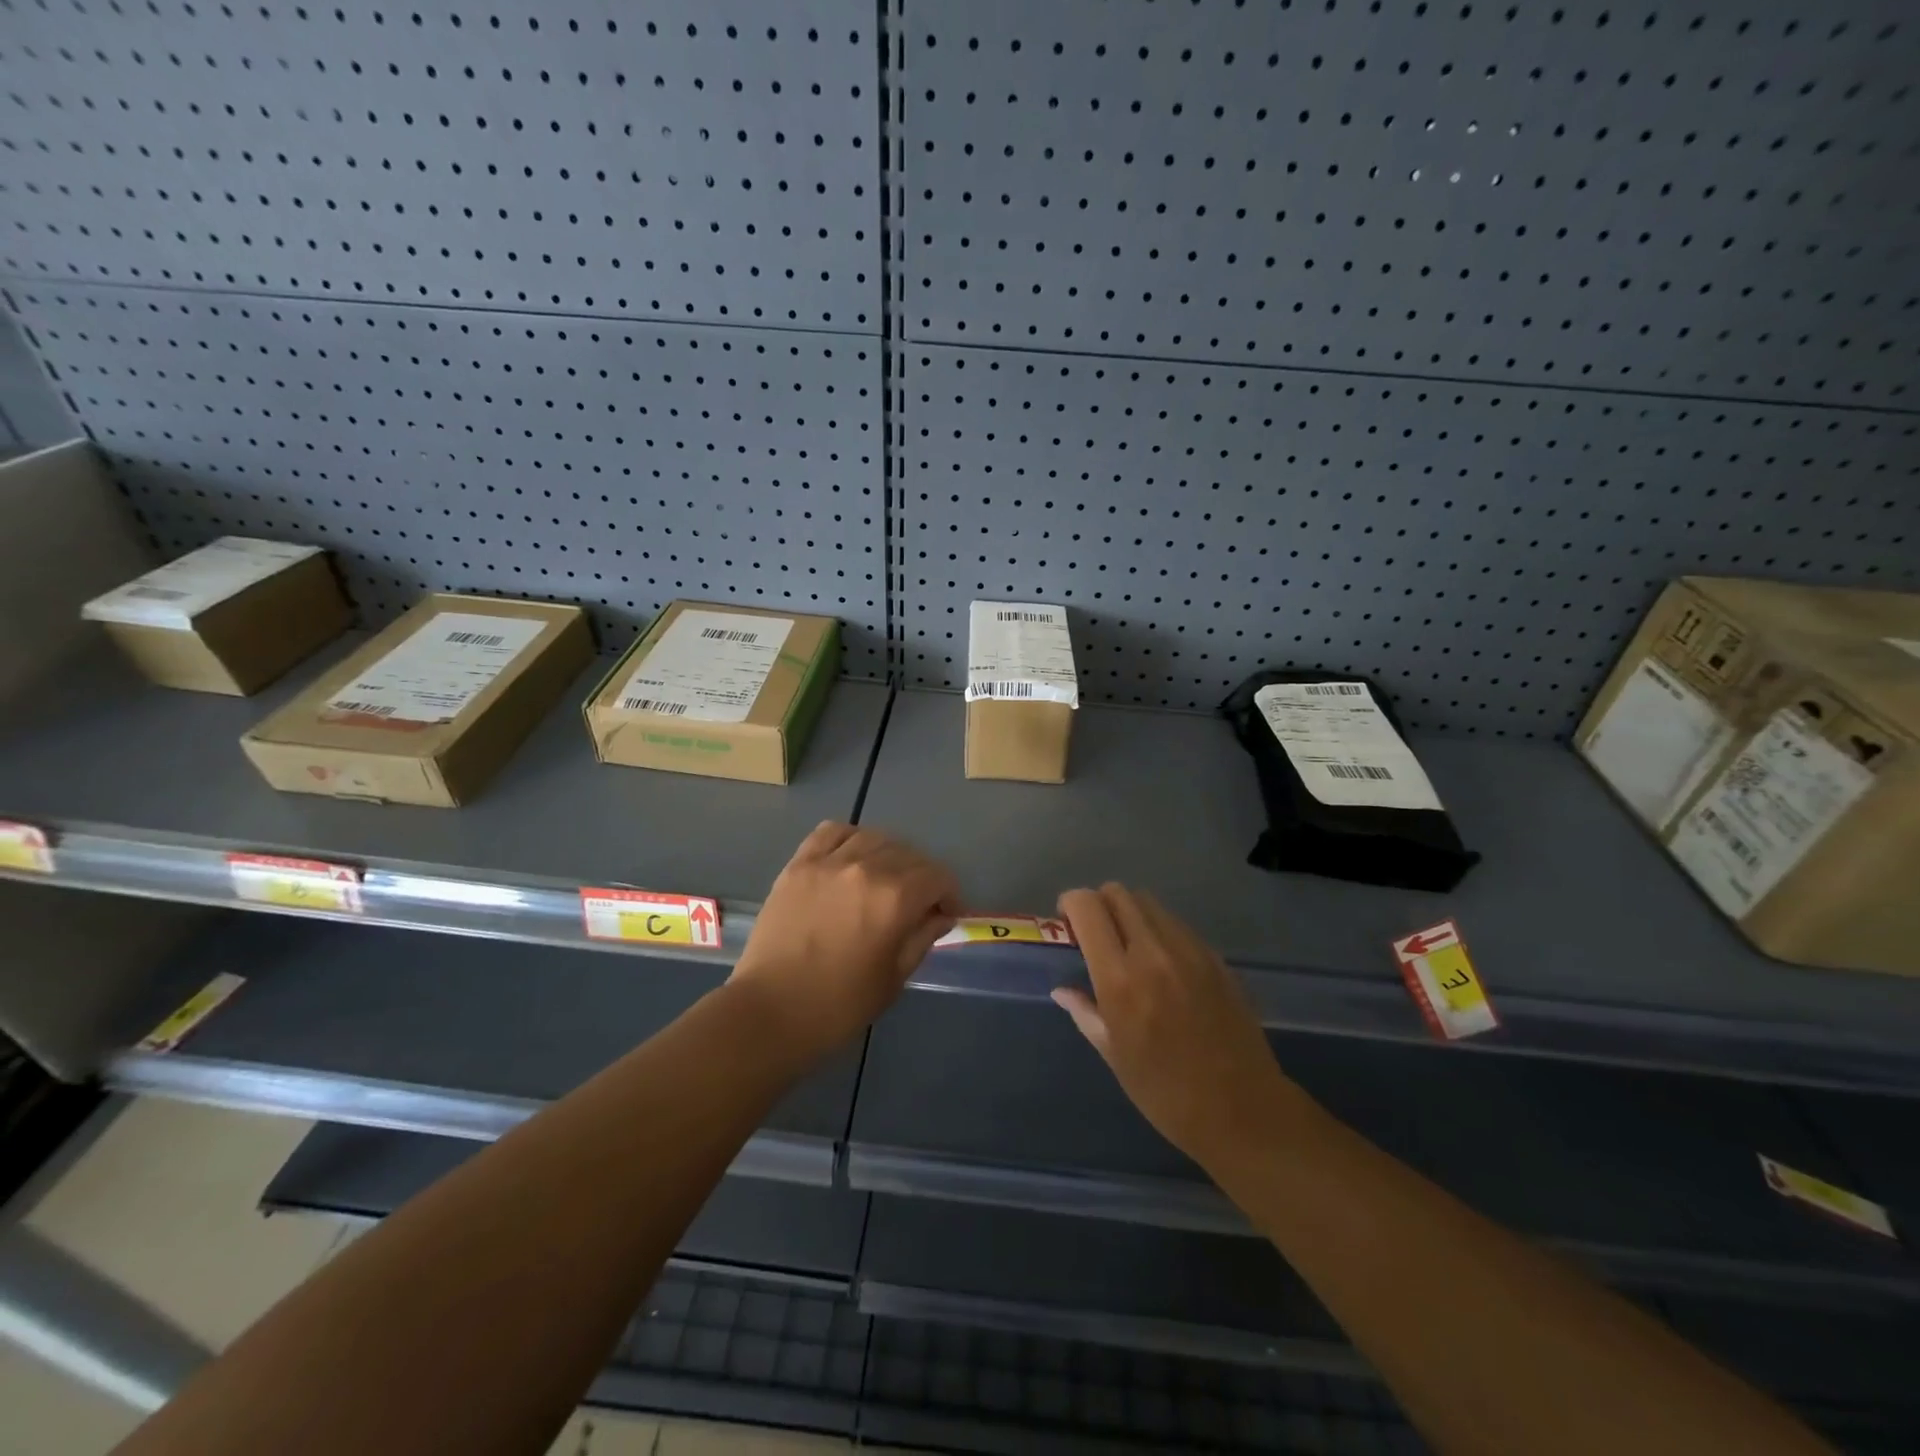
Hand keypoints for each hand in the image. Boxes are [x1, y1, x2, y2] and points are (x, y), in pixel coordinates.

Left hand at [728, 822, 960, 1061]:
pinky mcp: (799, 864)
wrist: (769, 1012)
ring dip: (889, 855)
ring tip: (885, 878)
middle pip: (909, 855)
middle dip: (923, 877)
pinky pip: (832, 832)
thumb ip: (922, 937)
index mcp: (895, 899)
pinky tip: (851, 858)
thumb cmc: (838, 1006)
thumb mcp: (893, 978)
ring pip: (874, 838)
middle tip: (917, 903)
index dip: (950, 894)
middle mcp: (866, 868)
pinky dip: (850, 838)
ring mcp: (828, 862)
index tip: (947, 914)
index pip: (938, 877)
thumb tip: (941, 915)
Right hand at [1054, 884, 1301, 1170]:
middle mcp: (1153, 952)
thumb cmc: (1166, 1093)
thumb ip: (1085, 1012)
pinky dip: (1160, 930)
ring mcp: (1190, 951)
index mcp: (1120, 979)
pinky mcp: (1216, 958)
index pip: (1088, 907)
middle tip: (1095, 934)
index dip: (1070, 905)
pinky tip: (1163, 964)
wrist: (1243, 1110)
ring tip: (1129, 947)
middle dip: (1099, 904)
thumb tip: (1063, 990)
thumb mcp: (1114, 1056)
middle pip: (1119, 893)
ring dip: (1130, 914)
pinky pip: (1178, 925)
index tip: (1066, 924)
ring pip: (1150, 903)